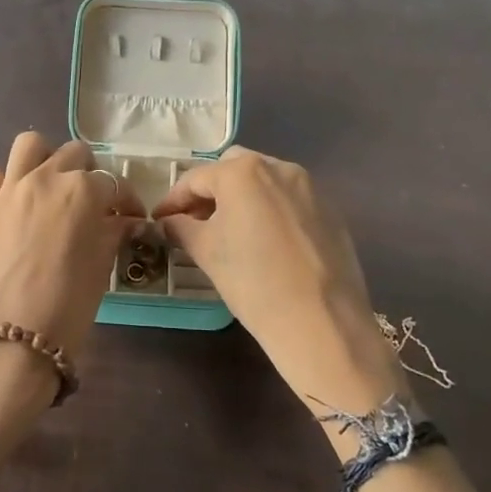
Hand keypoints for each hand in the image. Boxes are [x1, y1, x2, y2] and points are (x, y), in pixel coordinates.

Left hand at [0, 132, 142, 359]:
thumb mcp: (102, 267)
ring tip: (51, 187)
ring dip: (45, 160)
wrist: (11, 341)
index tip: (130, 218)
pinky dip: (3, 182)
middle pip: (74, 155)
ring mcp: (7, 189)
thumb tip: (127, 221)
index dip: (126, 200)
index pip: (113, 183)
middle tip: (92, 204)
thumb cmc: (68, 307)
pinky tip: (12, 205)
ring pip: (29, 146)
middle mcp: (44, 178)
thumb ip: (114, 232)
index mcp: (82, 192)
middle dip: (89, 175)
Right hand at [153, 148, 406, 417]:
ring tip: (229, 231)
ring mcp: (309, 187)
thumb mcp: (206, 253)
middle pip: (232, 169)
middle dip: (210, 191)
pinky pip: (289, 200)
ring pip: (264, 182)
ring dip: (241, 198)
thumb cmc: (253, 282)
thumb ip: (181, 228)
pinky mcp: (330, 210)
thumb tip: (169, 222)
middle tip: (195, 221)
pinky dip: (269, 211)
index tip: (160, 220)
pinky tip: (264, 242)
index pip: (195, 179)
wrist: (322, 323)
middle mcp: (278, 168)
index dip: (173, 200)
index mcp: (243, 172)